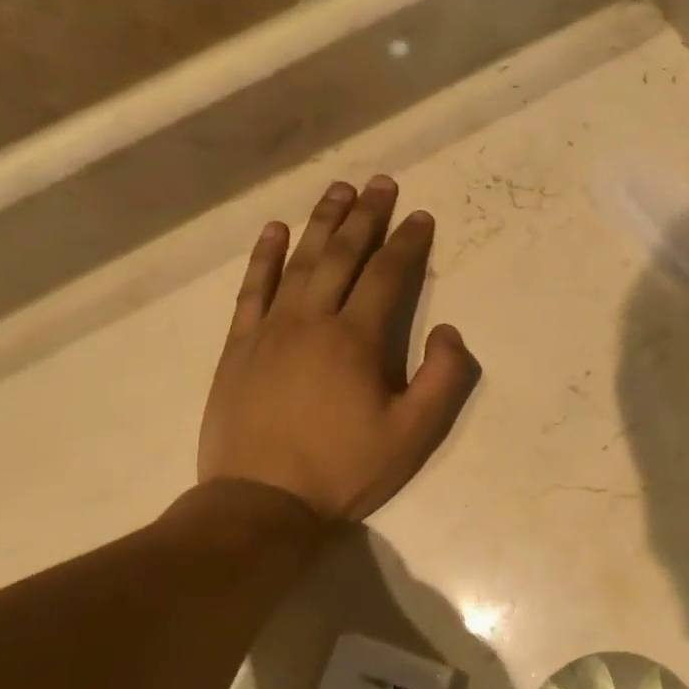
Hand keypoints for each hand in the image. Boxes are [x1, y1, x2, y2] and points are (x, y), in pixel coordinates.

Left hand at [198, 176, 479, 520]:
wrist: (260, 504)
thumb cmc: (342, 470)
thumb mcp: (413, 435)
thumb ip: (443, 379)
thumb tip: (449, 330)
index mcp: (356, 339)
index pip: (387, 275)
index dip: (407, 243)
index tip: (420, 216)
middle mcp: (312, 320)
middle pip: (342, 255)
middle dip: (366, 217)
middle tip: (381, 183)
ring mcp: (270, 330)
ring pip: (299, 262)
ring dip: (321, 222)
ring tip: (339, 190)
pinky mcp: (239, 346)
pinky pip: (252, 289)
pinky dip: (264, 256)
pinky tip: (275, 231)